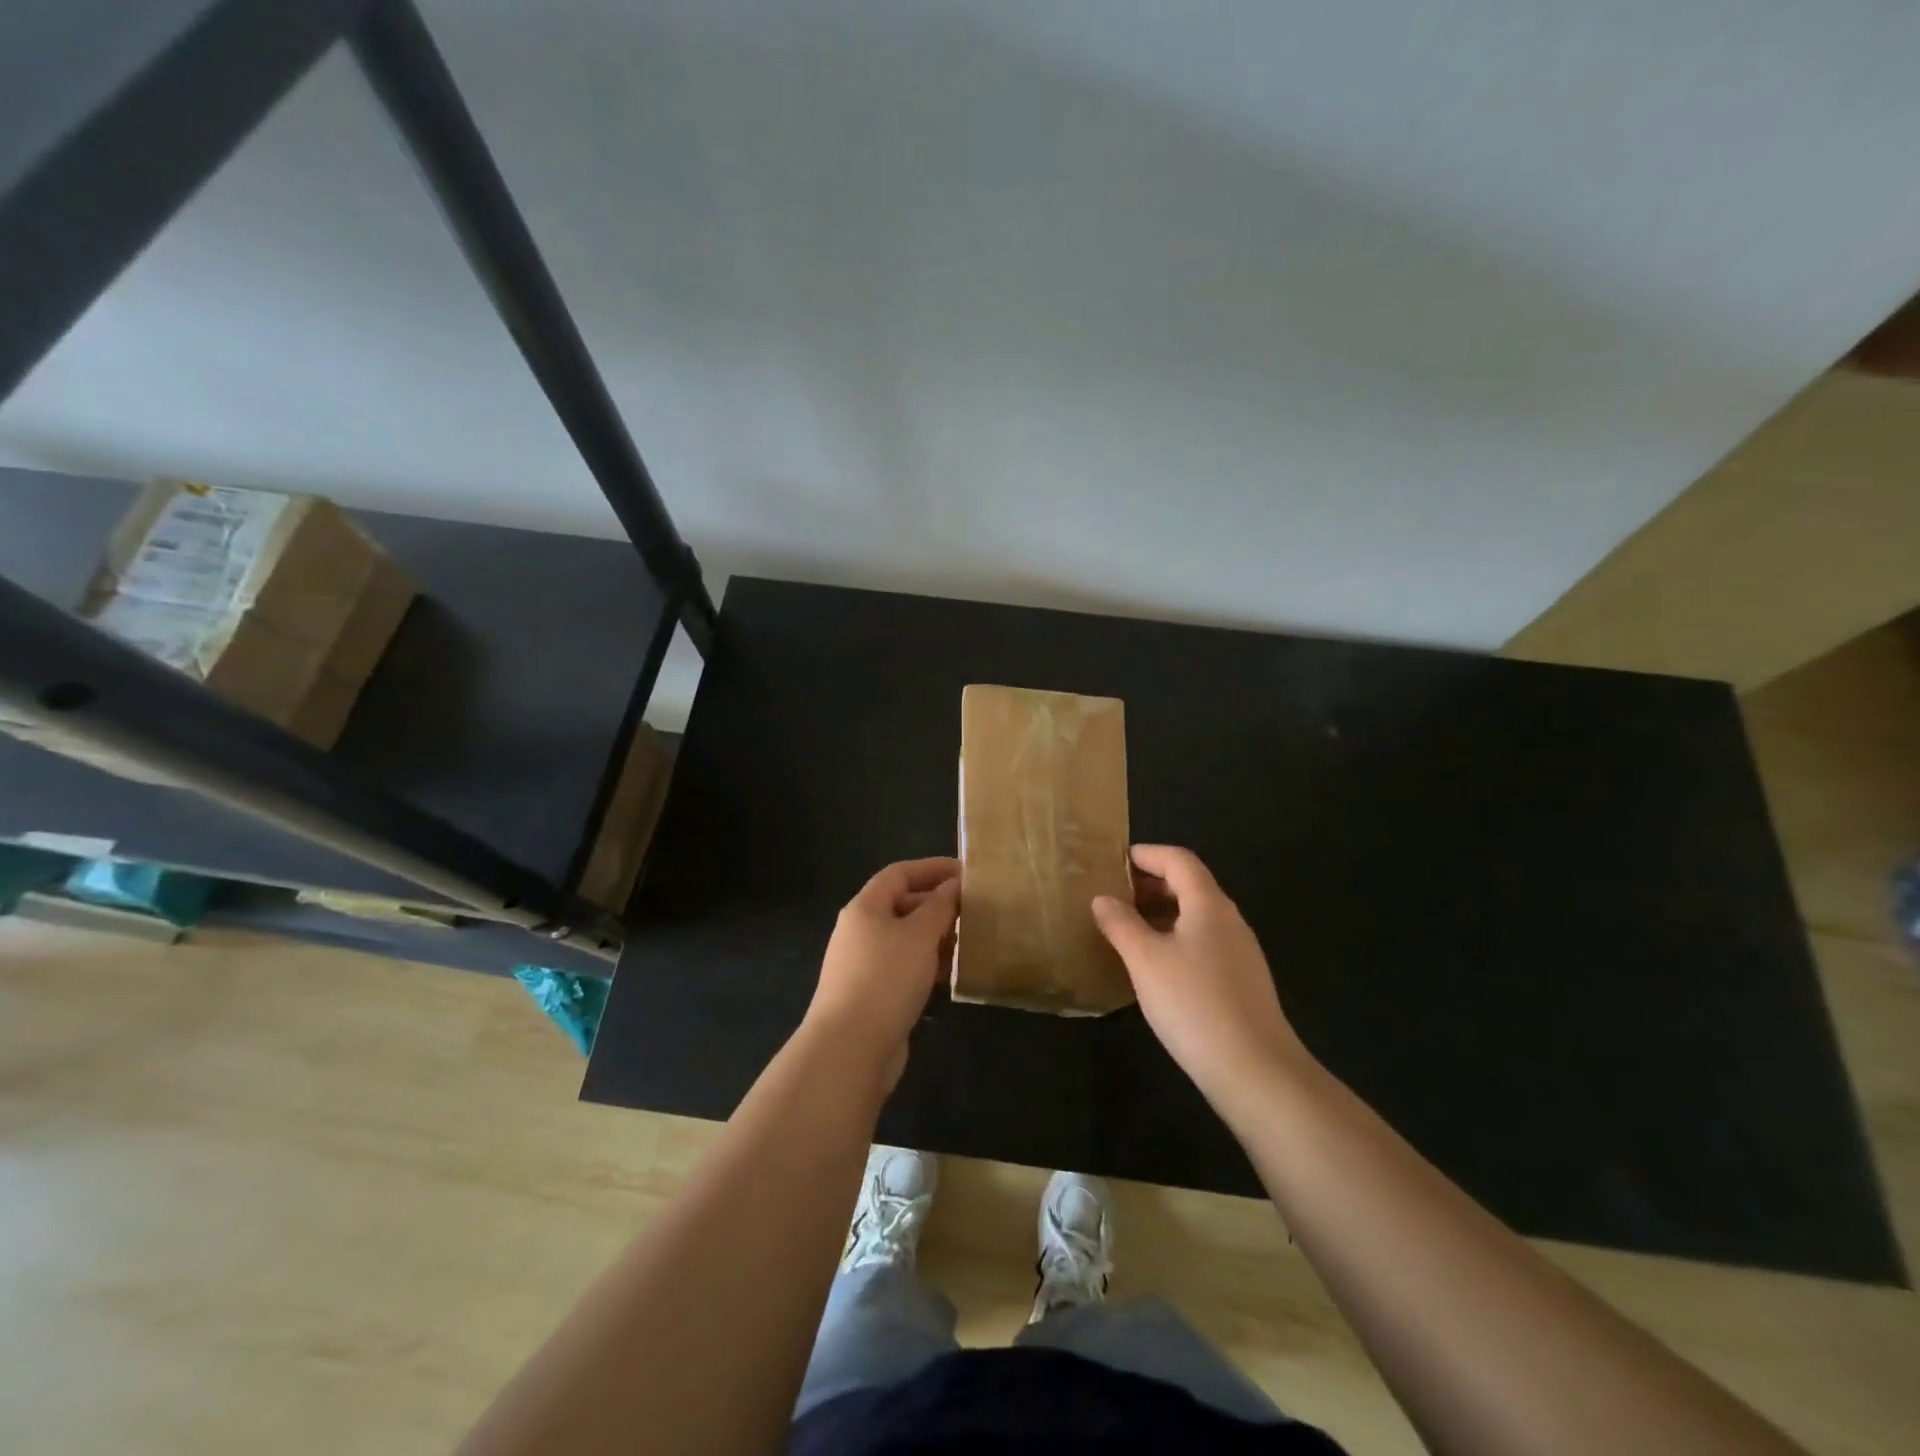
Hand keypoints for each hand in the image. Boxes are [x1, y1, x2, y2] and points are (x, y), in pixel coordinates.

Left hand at [805, 857, 959, 1085]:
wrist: (849, 1049)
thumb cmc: (885, 979)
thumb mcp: (919, 935)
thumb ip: (939, 906)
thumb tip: (953, 885)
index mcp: (865, 908)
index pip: (899, 873)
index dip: (932, 868)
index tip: (966, 872)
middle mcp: (860, 931)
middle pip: (902, 905)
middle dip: (938, 905)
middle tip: (973, 910)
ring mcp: (864, 964)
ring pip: (906, 939)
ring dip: (936, 937)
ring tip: (969, 942)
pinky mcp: (873, 994)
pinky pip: (905, 967)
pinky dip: (928, 964)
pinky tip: (951, 975)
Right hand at [1091, 845, 1308, 1108]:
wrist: (1255, 1071)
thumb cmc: (1194, 1003)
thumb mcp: (1145, 960)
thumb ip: (1121, 924)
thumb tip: (1103, 899)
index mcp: (1209, 904)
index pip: (1179, 860)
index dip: (1147, 854)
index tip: (1115, 861)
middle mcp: (1229, 920)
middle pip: (1190, 885)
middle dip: (1151, 884)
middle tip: (1115, 896)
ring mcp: (1240, 952)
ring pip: (1197, 916)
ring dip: (1162, 913)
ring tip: (1128, 930)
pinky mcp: (1242, 982)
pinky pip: (1204, 943)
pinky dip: (1176, 939)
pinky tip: (1156, 967)